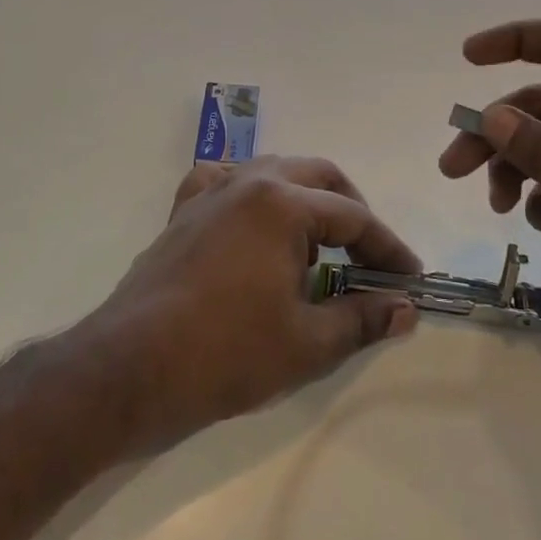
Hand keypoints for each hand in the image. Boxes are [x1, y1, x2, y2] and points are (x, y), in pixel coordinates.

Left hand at [81, 156, 421, 452]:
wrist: (131, 368)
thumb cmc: (226, 353)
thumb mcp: (307, 342)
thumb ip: (362, 318)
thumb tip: (405, 309)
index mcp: (282, 204)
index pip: (354, 217)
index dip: (388, 249)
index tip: (409, 279)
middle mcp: (248, 183)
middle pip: (318, 177)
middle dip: (352, 211)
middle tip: (369, 254)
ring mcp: (210, 193)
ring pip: (273, 171)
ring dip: (305, 198)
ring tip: (319, 241)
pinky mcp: (183, 212)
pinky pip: (225, 182)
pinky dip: (252, 194)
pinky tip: (254, 221)